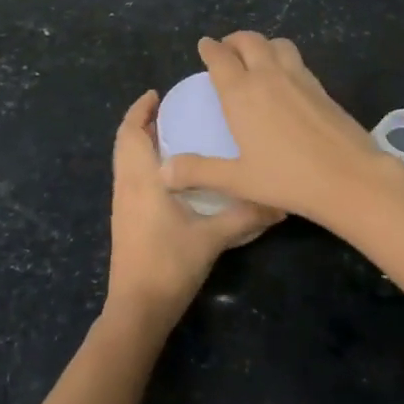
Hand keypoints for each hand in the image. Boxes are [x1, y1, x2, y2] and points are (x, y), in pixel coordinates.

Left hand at [105, 90, 281, 330]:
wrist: (137, 310)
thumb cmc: (169, 265)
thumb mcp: (212, 238)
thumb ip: (245, 215)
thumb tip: (281, 202)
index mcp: (141, 180)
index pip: (131, 133)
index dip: (139, 110)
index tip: (157, 93)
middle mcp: (126, 187)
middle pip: (125, 144)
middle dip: (142, 122)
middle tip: (171, 109)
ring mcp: (122, 206)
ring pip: (125, 162)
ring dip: (141, 143)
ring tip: (173, 133)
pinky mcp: (125, 221)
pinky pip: (130, 178)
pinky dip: (143, 163)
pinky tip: (171, 174)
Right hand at [160, 33, 389, 223]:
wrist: (348, 176)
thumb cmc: (287, 178)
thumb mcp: (238, 180)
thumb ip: (199, 172)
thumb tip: (163, 172)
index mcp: (242, 93)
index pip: (220, 58)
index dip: (210, 48)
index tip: (204, 45)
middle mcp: (268, 76)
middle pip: (249, 41)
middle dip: (234, 40)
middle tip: (227, 48)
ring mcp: (298, 77)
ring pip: (277, 44)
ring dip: (262, 44)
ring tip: (256, 57)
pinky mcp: (320, 86)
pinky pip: (296, 59)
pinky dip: (283, 57)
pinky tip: (284, 79)